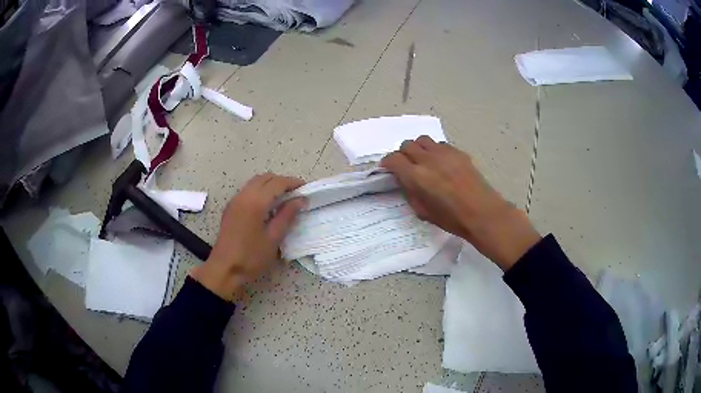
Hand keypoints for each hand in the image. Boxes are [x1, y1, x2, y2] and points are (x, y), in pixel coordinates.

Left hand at [190, 173, 305, 300]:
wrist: (225, 269)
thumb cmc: (251, 257)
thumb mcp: (274, 238)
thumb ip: (287, 216)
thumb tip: (300, 200)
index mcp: (255, 202)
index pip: (277, 183)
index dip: (292, 183)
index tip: (306, 188)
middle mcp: (243, 196)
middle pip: (265, 178)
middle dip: (282, 181)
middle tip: (296, 193)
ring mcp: (235, 201)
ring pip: (255, 182)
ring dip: (270, 185)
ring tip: (284, 198)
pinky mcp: (230, 208)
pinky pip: (248, 191)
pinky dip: (260, 191)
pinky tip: (268, 206)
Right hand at [381, 136, 540, 270]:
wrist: (482, 213)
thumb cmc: (451, 219)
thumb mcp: (423, 211)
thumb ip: (410, 192)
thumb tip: (405, 180)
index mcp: (416, 176)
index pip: (393, 159)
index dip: (388, 163)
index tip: (389, 169)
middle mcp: (428, 159)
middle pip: (407, 145)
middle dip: (402, 154)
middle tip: (406, 165)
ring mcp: (444, 153)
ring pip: (422, 140)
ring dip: (418, 148)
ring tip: (423, 160)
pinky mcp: (458, 152)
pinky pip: (439, 144)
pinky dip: (434, 150)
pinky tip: (440, 163)